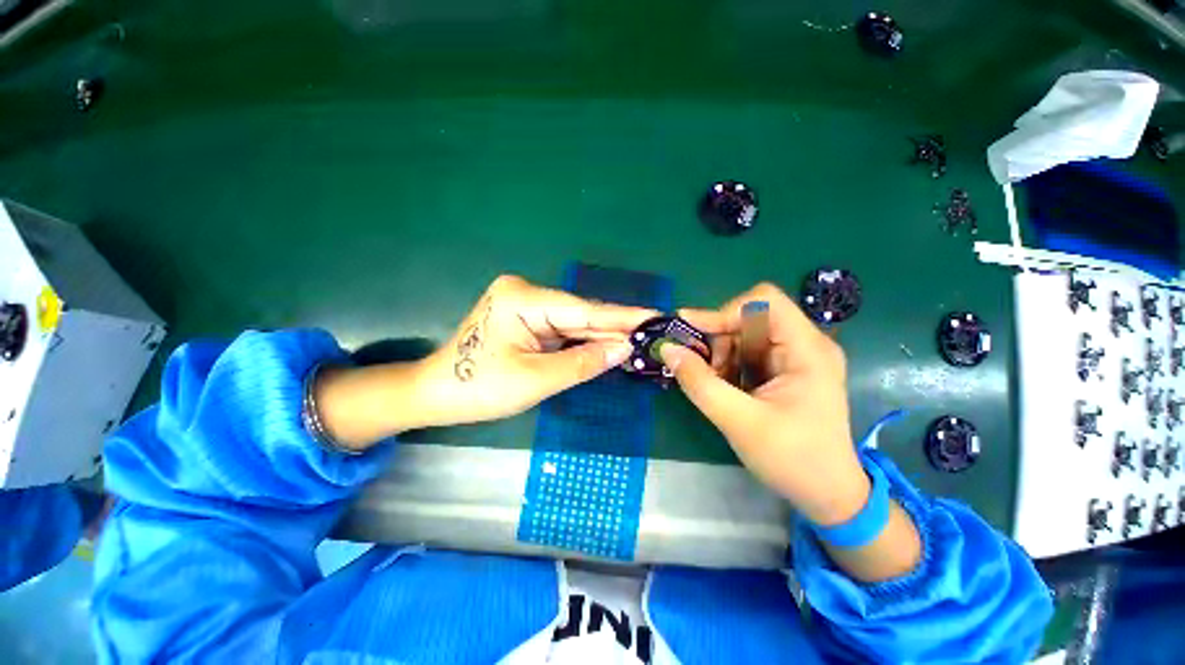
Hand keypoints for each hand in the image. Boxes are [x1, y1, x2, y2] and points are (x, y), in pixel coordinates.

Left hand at [314, 275, 653, 446]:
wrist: (435, 394)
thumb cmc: (479, 389)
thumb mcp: (536, 380)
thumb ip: (583, 362)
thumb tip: (624, 349)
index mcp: (523, 299)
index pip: (583, 310)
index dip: (622, 316)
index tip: (655, 315)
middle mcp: (525, 293)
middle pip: (580, 314)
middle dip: (615, 327)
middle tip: (652, 332)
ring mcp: (524, 305)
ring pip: (573, 323)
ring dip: (602, 335)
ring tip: (639, 339)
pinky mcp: (525, 319)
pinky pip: (562, 330)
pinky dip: (584, 341)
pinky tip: (609, 344)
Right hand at [659, 283, 867, 525]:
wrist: (828, 495)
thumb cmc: (793, 460)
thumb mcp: (739, 422)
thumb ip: (700, 383)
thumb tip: (668, 349)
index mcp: (807, 350)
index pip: (763, 301)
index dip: (724, 312)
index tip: (692, 333)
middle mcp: (805, 344)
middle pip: (750, 317)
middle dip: (719, 339)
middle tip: (697, 366)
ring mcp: (796, 357)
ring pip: (745, 335)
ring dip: (721, 354)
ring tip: (712, 382)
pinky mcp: (786, 370)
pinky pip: (748, 352)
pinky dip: (728, 365)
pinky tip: (723, 387)